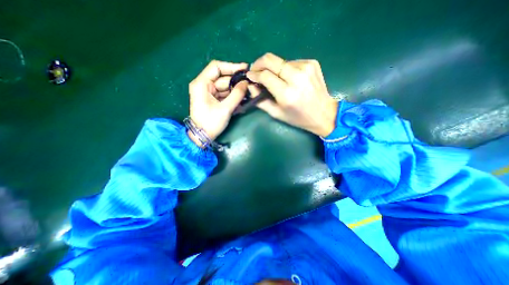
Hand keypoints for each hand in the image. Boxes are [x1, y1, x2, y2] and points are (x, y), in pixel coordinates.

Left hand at [188, 61, 249, 147]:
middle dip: (237, 82)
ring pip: (225, 87)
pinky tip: (242, 101)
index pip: (216, 67)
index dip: (231, 66)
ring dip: (237, 91)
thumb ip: (237, 95)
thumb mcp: (225, 109)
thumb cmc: (210, 122)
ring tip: (249, 94)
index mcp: (202, 84)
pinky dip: (233, 97)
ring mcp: (209, 93)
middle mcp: (204, 85)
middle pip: (223, 78)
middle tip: (250, 85)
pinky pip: (225, 95)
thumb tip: (246, 83)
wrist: (202, 137)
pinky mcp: (213, 100)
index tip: (245, 69)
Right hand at [247, 53, 336, 137]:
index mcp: (287, 94)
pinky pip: (291, 62)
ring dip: (273, 68)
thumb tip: (250, 86)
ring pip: (280, 61)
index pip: (265, 75)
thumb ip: (260, 100)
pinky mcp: (312, 63)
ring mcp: (306, 67)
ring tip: (274, 78)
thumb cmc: (298, 117)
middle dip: (259, 63)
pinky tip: (288, 78)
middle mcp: (297, 77)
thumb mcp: (277, 114)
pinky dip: (285, 69)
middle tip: (255, 70)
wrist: (324, 113)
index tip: (249, 76)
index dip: (254, 74)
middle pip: (271, 60)